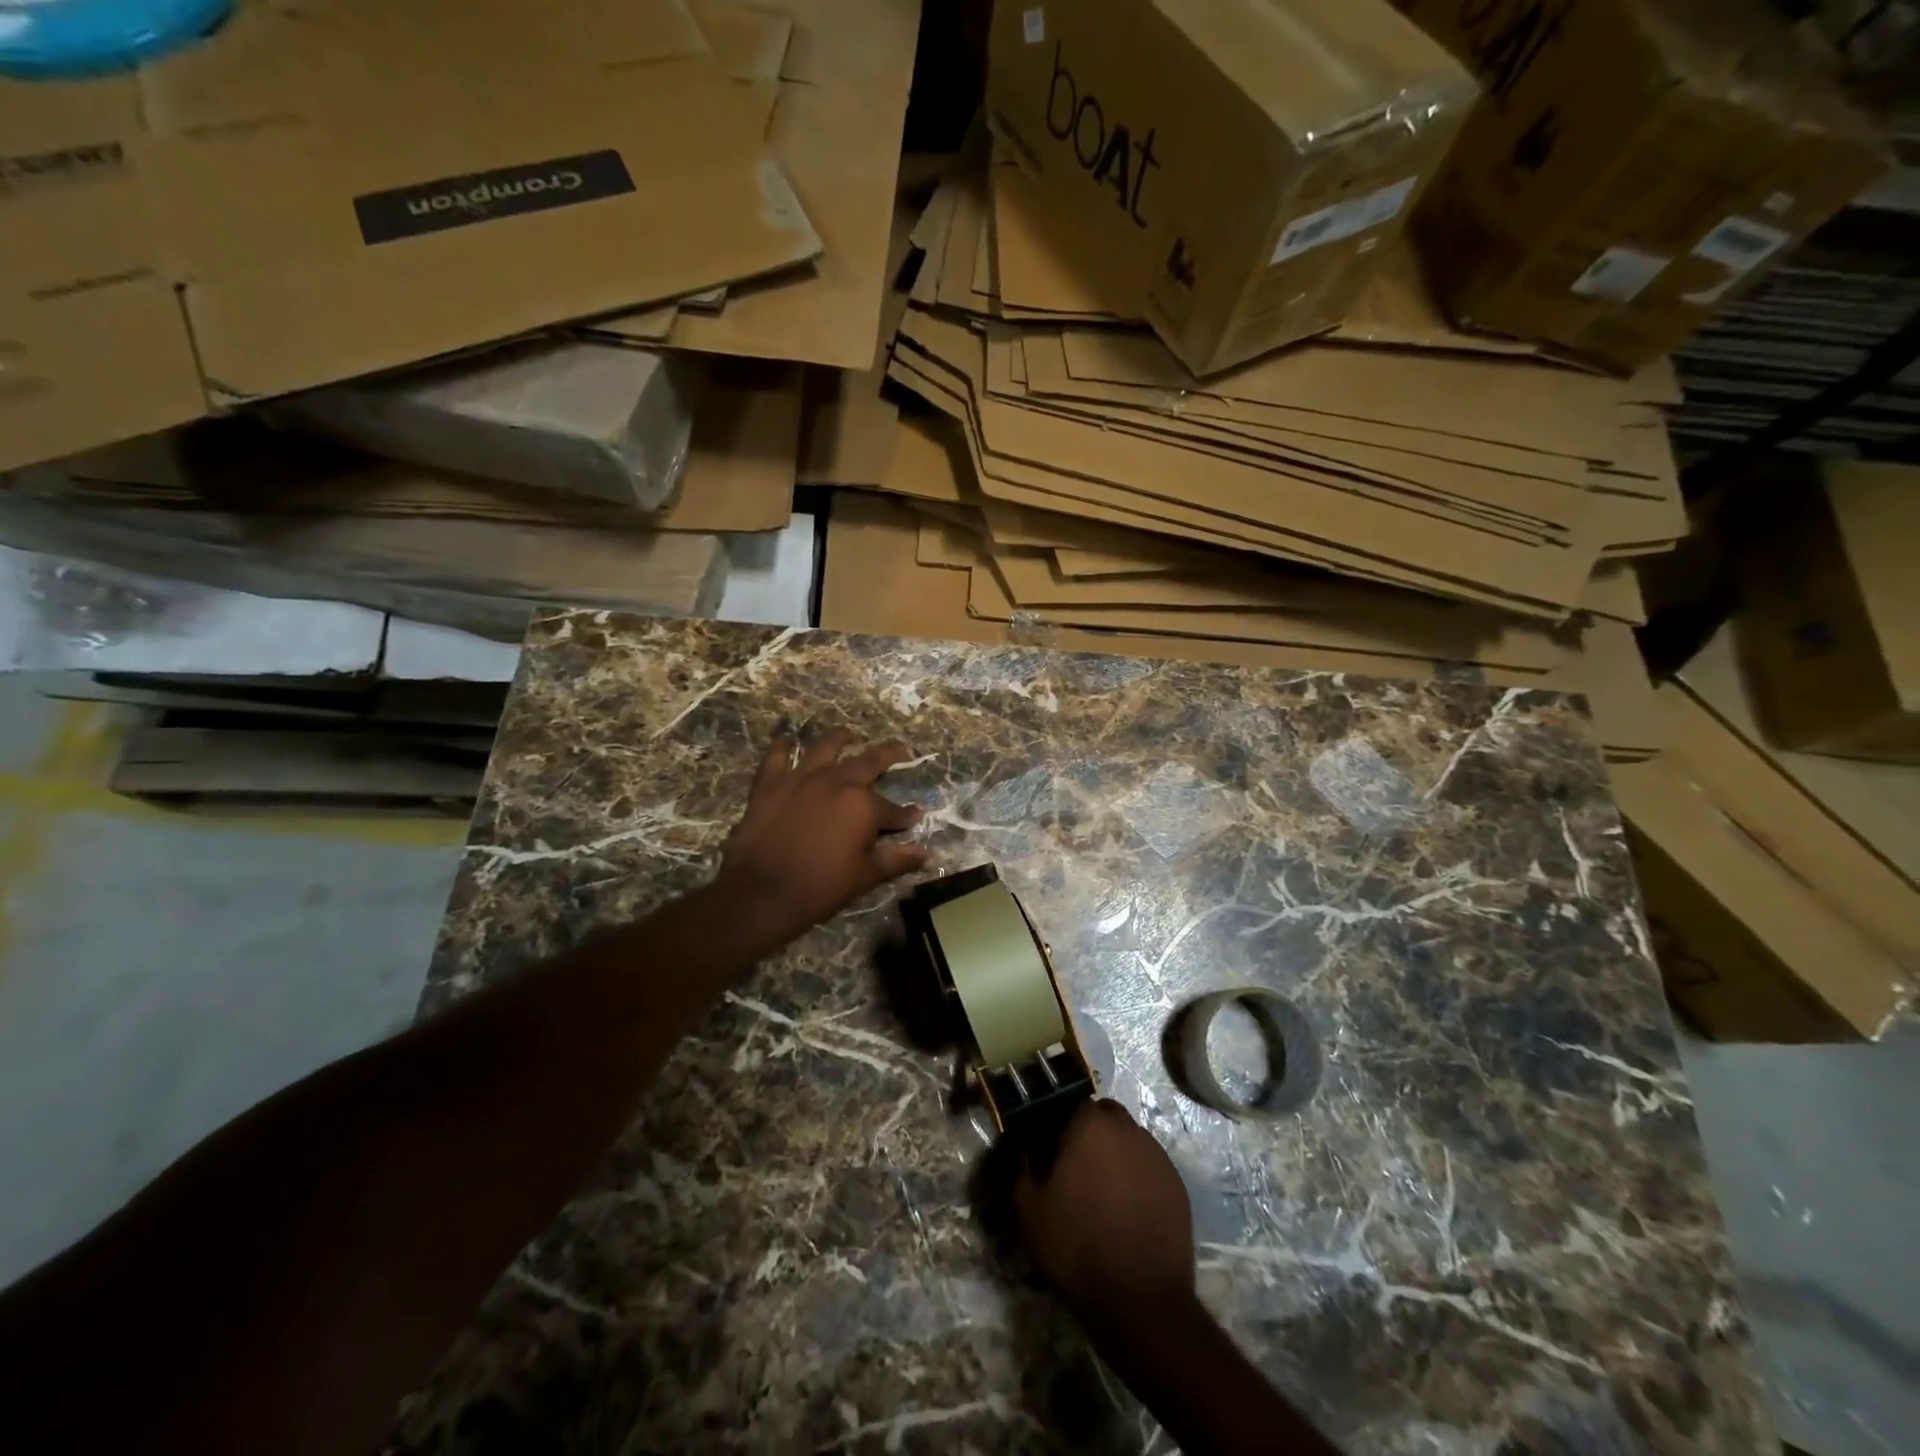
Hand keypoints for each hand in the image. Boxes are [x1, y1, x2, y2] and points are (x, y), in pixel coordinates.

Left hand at [717, 729, 929, 947]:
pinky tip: (785, 740)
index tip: (916, 816)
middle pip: (868, 763)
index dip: (906, 815)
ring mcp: (801, 778)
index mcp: (863, 805)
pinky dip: (782, 748)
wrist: (761, 893)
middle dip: (889, 756)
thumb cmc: (820, 887)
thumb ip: (896, 860)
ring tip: (847, 735)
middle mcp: (836, 781)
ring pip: (825, 748)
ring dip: (839, 739)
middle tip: (901, 750)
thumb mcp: (865, 876)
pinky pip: (777, 758)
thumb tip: (925, 852)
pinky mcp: (770, 784)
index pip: (893, 810)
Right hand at [1014, 1100, 1195, 1321]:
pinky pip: (1149, 1167)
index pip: (1071, 1102)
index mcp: (1091, 1125)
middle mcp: (1128, 1129)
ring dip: (1115, 1152)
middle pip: (1104, 1116)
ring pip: (1129, 1139)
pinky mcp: (1177, 1184)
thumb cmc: (1078, 1247)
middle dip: (1089, 1132)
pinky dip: (1137, 1177)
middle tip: (1073, 1167)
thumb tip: (1016, 1141)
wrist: (1141, 1302)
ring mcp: (1158, 1156)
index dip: (1058, 1122)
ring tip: (1102, 1191)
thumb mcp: (1029, 1210)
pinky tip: (1127, 1209)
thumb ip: (1018, 1165)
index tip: (1049, 1148)